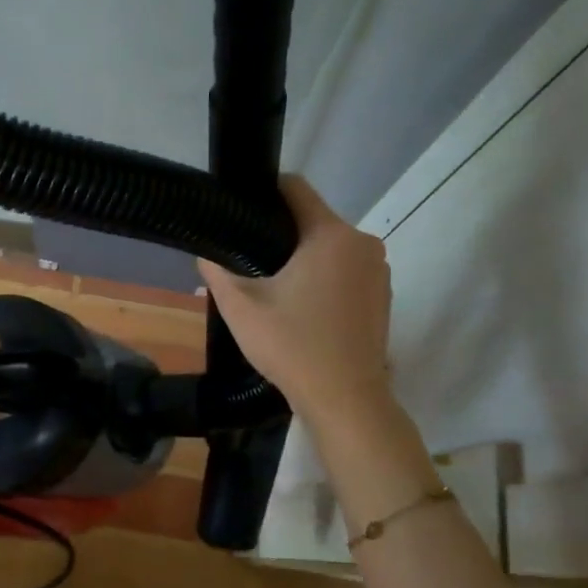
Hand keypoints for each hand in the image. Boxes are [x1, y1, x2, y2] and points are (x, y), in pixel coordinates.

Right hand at [198, 176, 392, 426]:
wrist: (345, 399)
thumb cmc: (292, 346)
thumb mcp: (241, 308)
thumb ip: (217, 272)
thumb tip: (205, 254)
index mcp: (330, 235)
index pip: (296, 188)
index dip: (264, 190)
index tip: (240, 208)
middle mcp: (362, 243)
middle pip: (312, 219)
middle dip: (280, 231)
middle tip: (246, 255)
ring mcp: (378, 270)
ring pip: (329, 246)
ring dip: (302, 256)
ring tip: (271, 283)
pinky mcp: (382, 295)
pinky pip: (346, 269)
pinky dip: (323, 276)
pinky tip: (301, 304)